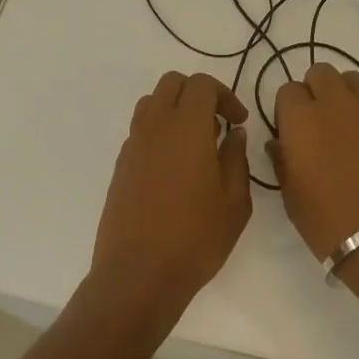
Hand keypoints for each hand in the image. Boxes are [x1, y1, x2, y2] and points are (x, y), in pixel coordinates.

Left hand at [93, 72, 252, 316]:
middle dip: (198, 94)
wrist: (138, 275)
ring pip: (151, 103)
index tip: (238, 122)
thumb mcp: (234, 203)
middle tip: (217, 124)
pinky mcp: (120, 166)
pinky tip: (174, 167)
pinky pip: (140, 131)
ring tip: (195, 142)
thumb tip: (233, 134)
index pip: (201, 84)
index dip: (224, 95)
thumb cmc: (195, 239)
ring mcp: (133, 146)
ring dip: (175, 109)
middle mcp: (155, 127)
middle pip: (172, 84)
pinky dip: (159, 133)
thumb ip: (236, 159)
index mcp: (187, 128)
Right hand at [270, 62, 358, 259]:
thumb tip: (280, 143)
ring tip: (351, 126)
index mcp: (300, 119)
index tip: (294, 131)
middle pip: (320, 73)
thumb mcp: (291, 196)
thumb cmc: (330, 223)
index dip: (289, 110)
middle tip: (321, 123)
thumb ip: (282, 160)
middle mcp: (334, 102)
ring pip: (352, 79)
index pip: (287, 91)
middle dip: (316, 92)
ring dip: (346, 96)